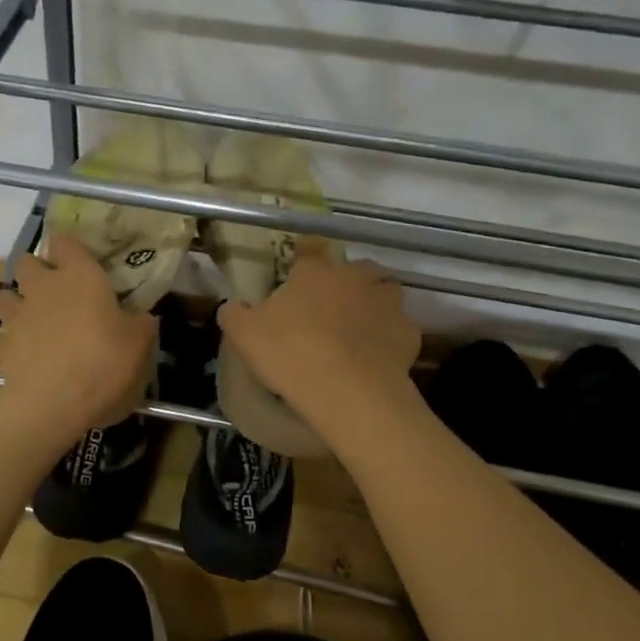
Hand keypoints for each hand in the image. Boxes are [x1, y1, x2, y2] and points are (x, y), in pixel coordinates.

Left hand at [0, 237, 157, 447]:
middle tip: (51, 290)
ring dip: (13, 304)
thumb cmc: (104, 362)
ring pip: (3, 297)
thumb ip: (140, 323)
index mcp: (79, 276)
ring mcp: (16, 317)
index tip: (76, 259)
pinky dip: (4, 345)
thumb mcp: (139, 343)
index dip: (67, 248)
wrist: (55, 403)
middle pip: (25, 262)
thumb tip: (142, 317)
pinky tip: (17, 356)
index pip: (65, 242)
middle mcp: (42, 288)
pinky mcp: (0, 348)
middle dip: (34, 272)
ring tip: (28, 320)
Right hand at [217, 243, 419, 427]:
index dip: (304, 255)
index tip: (299, 265)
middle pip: (356, 269)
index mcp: (316, 272)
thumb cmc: (291, 353)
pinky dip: (389, 338)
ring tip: (358, 330)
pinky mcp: (409, 334)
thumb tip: (231, 305)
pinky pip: (398, 330)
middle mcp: (356, 278)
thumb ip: (235, 314)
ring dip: (373, 305)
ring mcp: (387, 304)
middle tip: (330, 306)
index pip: (310, 249)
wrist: (348, 391)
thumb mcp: (244, 334)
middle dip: (346, 282)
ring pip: (384, 294)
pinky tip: (375, 357)